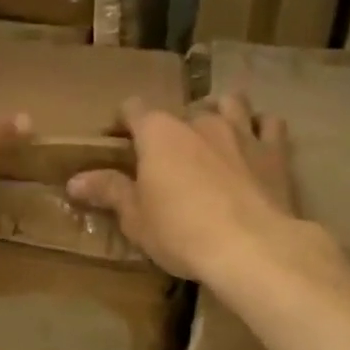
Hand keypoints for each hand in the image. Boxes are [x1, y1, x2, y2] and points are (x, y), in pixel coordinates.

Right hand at [67, 93, 298, 282]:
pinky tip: (256, 141)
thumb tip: (74, 181)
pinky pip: (269, 124)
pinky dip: (261, 127)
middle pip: (181, 110)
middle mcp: (199, 121)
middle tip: (166, 156)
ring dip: (219, 112)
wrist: (252, 247)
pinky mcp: (275, 151)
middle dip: (172, 127)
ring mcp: (241, 131)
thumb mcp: (136, 218)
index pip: (133, 108)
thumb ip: (108, 192)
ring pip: (230, 102)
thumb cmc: (181, 231)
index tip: (117, 141)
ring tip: (213, 134)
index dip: (123, 121)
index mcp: (159, 132)